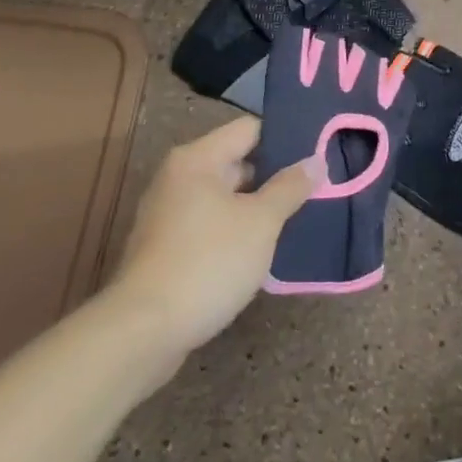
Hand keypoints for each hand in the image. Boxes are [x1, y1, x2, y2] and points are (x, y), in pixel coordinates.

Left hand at [109, 117, 315, 356]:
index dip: (285, 137)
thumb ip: (289, 187)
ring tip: (297, 217)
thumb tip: (315, 160)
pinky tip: (262, 249)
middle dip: (274, 175)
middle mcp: (178, 178)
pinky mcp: (166, 249)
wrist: (143, 333)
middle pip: (236, 161)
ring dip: (257, 206)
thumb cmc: (208, 263)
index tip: (318, 151)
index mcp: (197, 159)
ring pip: (225, 197)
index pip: (249, 129)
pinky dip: (236, 230)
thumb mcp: (261, 222)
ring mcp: (168, 214)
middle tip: (315, 186)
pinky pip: (211, 225)